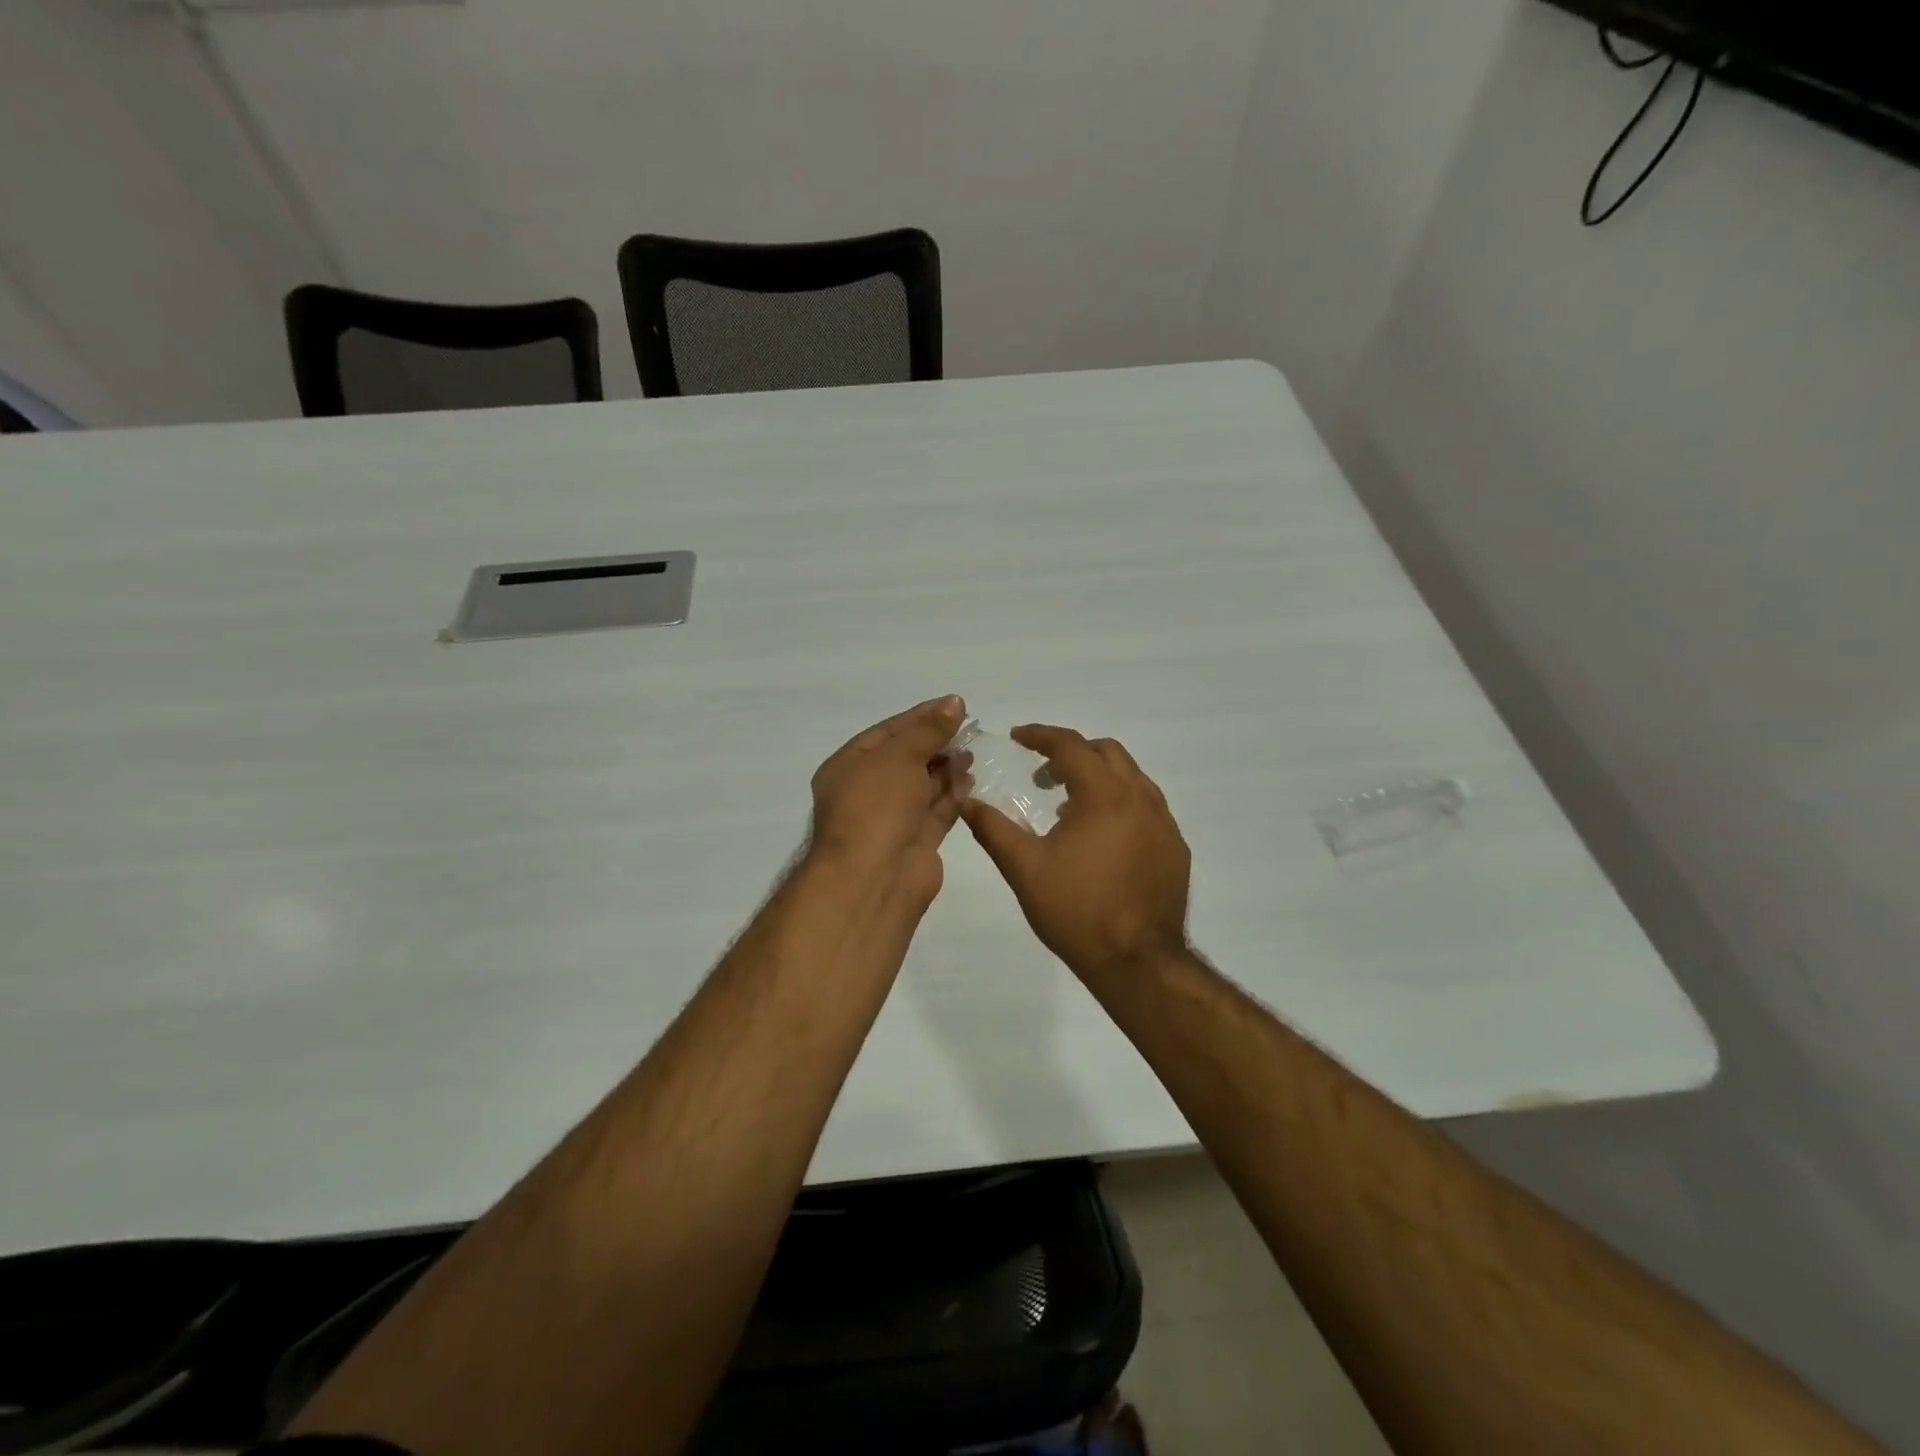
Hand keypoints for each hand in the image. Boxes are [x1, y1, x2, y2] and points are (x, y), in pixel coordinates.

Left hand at [810, 696, 973, 907]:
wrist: (874, 878)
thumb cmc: (876, 806)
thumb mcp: (900, 756)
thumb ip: (929, 729)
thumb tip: (954, 702)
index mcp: (848, 767)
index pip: (887, 733)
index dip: (920, 717)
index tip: (954, 705)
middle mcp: (867, 792)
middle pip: (906, 758)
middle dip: (936, 742)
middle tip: (970, 727)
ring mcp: (891, 819)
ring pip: (922, 786)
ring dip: (947, 767)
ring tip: (973, 750)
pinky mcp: (915, 842)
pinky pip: (936, 811)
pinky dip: (953, 795)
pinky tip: (971, 778)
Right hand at [961, 725, 1190, 979]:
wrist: (1138, 962)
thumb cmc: (1076, 910)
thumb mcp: (1024, 868)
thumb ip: (993, 828)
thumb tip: (967, 801)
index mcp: (1104, 794)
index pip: (1070, 745)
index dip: (1040, 735)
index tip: (1017, 737)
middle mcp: (1140, 797)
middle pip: (1106, 752)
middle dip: (1072, 753)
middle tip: (1042, 776)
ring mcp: (1164, 823)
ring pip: (1132, 778)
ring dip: (1098, 777)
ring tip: (1068, 807)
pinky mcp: (1176, 848)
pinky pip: (1147, 807)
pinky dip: (1121, 804)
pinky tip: (1103, 838)